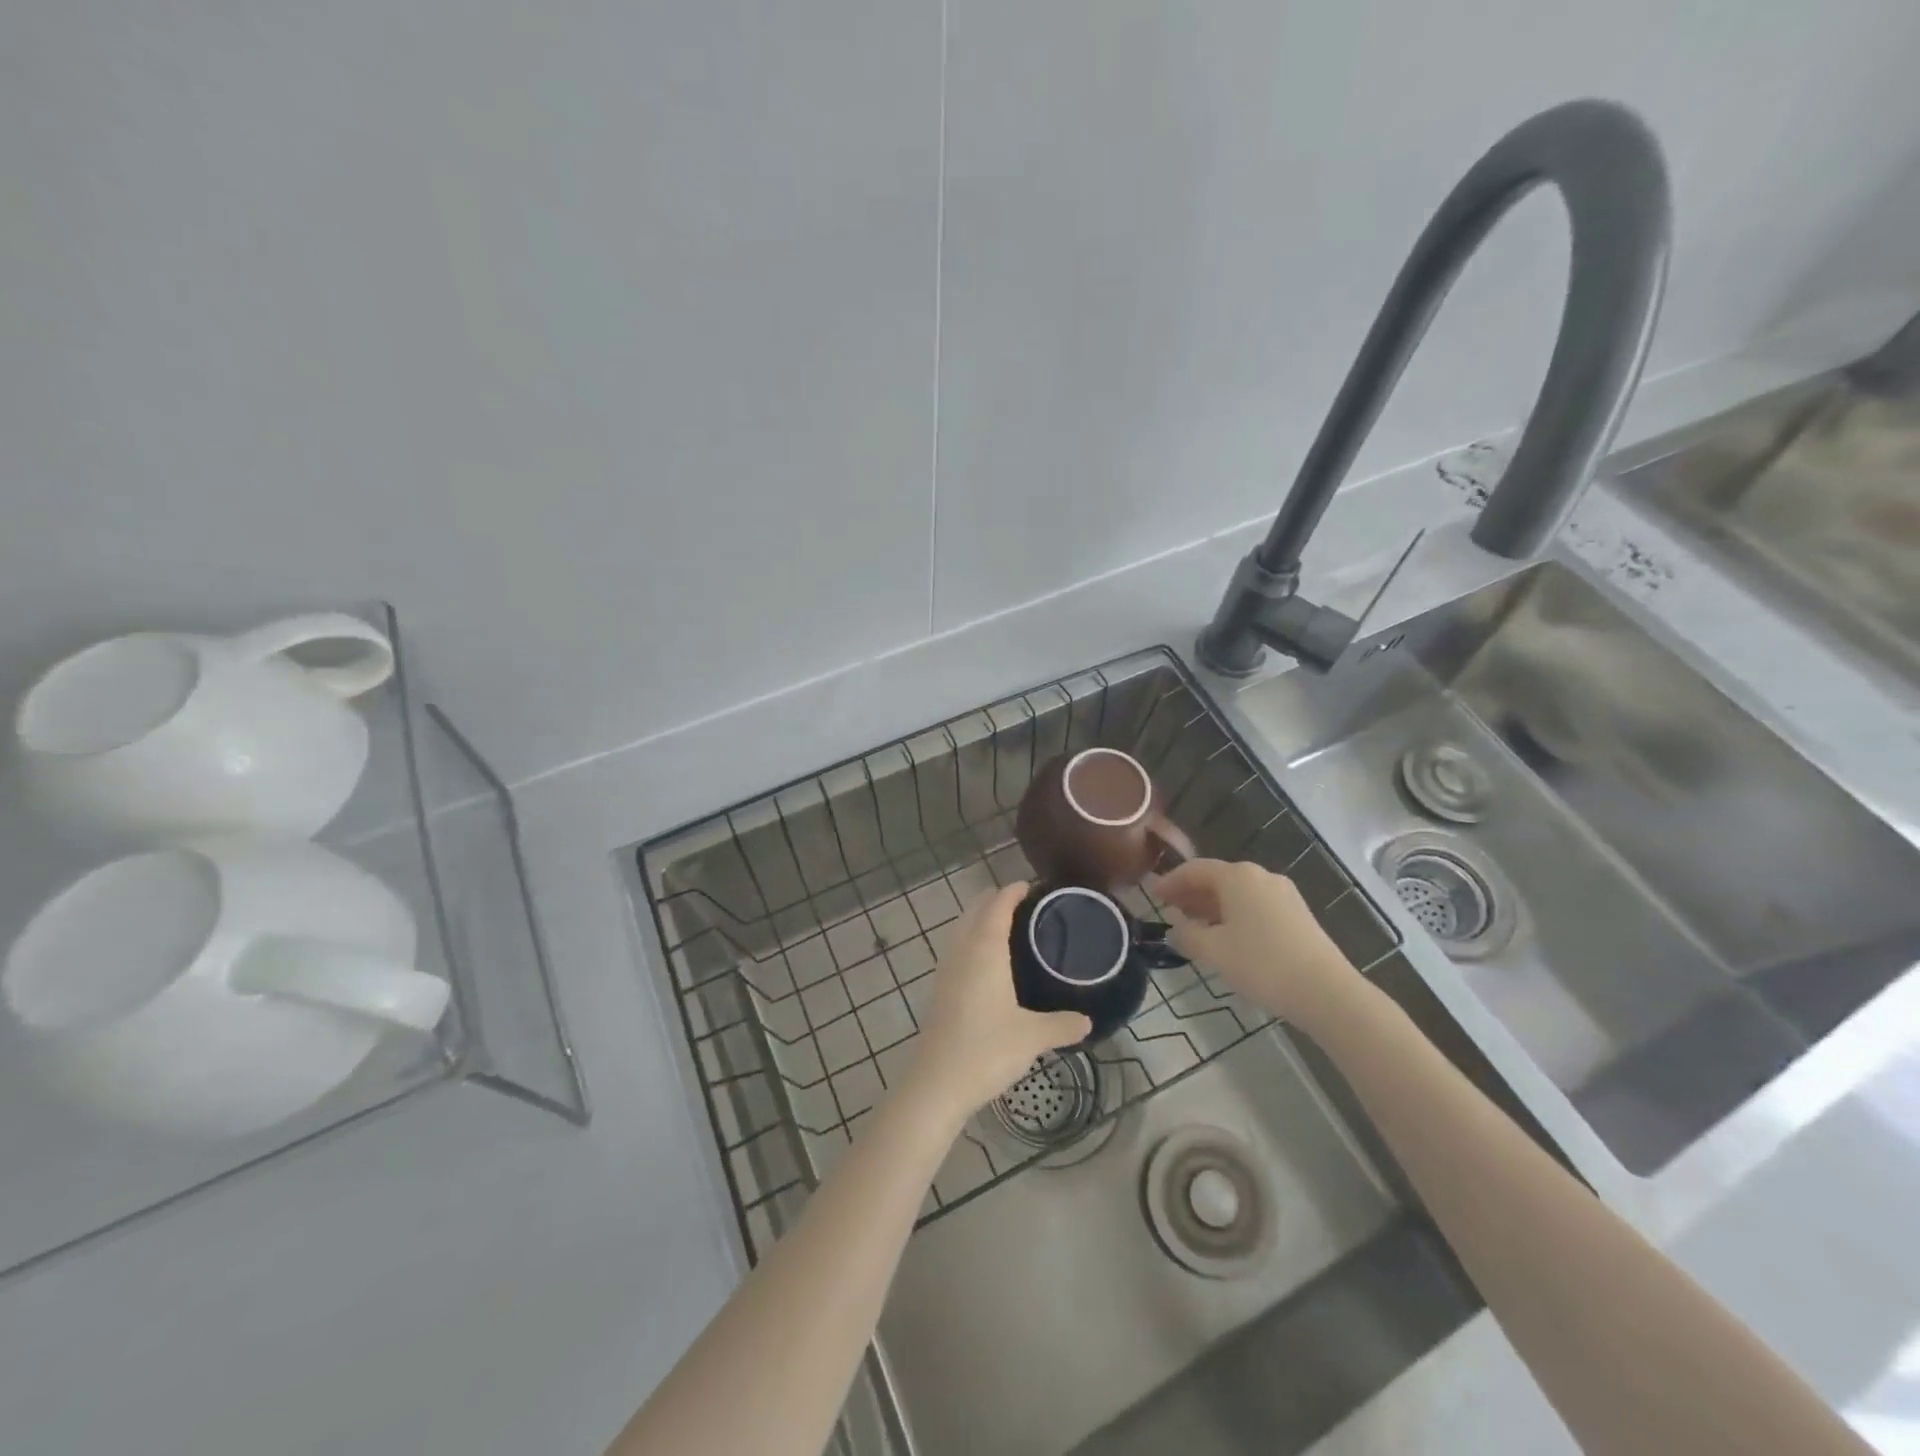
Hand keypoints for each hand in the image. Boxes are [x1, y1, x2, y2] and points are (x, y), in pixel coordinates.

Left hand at [910, 881, 1091, 1115]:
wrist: (937, 1082)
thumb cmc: (986, 1049)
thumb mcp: (1033, 1036)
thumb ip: (1063, 1024)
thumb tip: (1088, 1021)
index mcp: (985, 947)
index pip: (999, 903)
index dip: (1015, 890)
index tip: (1034, 887)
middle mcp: (963, 948)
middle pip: (977, 908)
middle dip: (998, 899)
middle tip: (1029, 906)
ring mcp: (947, 967)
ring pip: (963, 926)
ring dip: (983, 918)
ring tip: (1012, 929)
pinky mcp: (940, 987)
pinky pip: (958, 947)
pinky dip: (974, 939)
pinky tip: (990, 963)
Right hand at [1151, 859, 1355, 1027]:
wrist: (1326, 992)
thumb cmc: (1262, 964)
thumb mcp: (1213, 951)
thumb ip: (1187, 936)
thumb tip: (1175, 930)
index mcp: (1237, 876)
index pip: (1194, 870)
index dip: (1170, 881)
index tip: (1152, 895)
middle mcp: (1261, 876)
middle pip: (1217, 878)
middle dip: (1191, 894)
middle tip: (1169, 911)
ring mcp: (1283, 894)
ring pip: (1237, 894)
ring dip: (1212, 906)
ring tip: (1195, 927)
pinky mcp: (1297, 915)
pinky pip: (1255, 906)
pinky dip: (1234, 915)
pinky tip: (1227, 937)